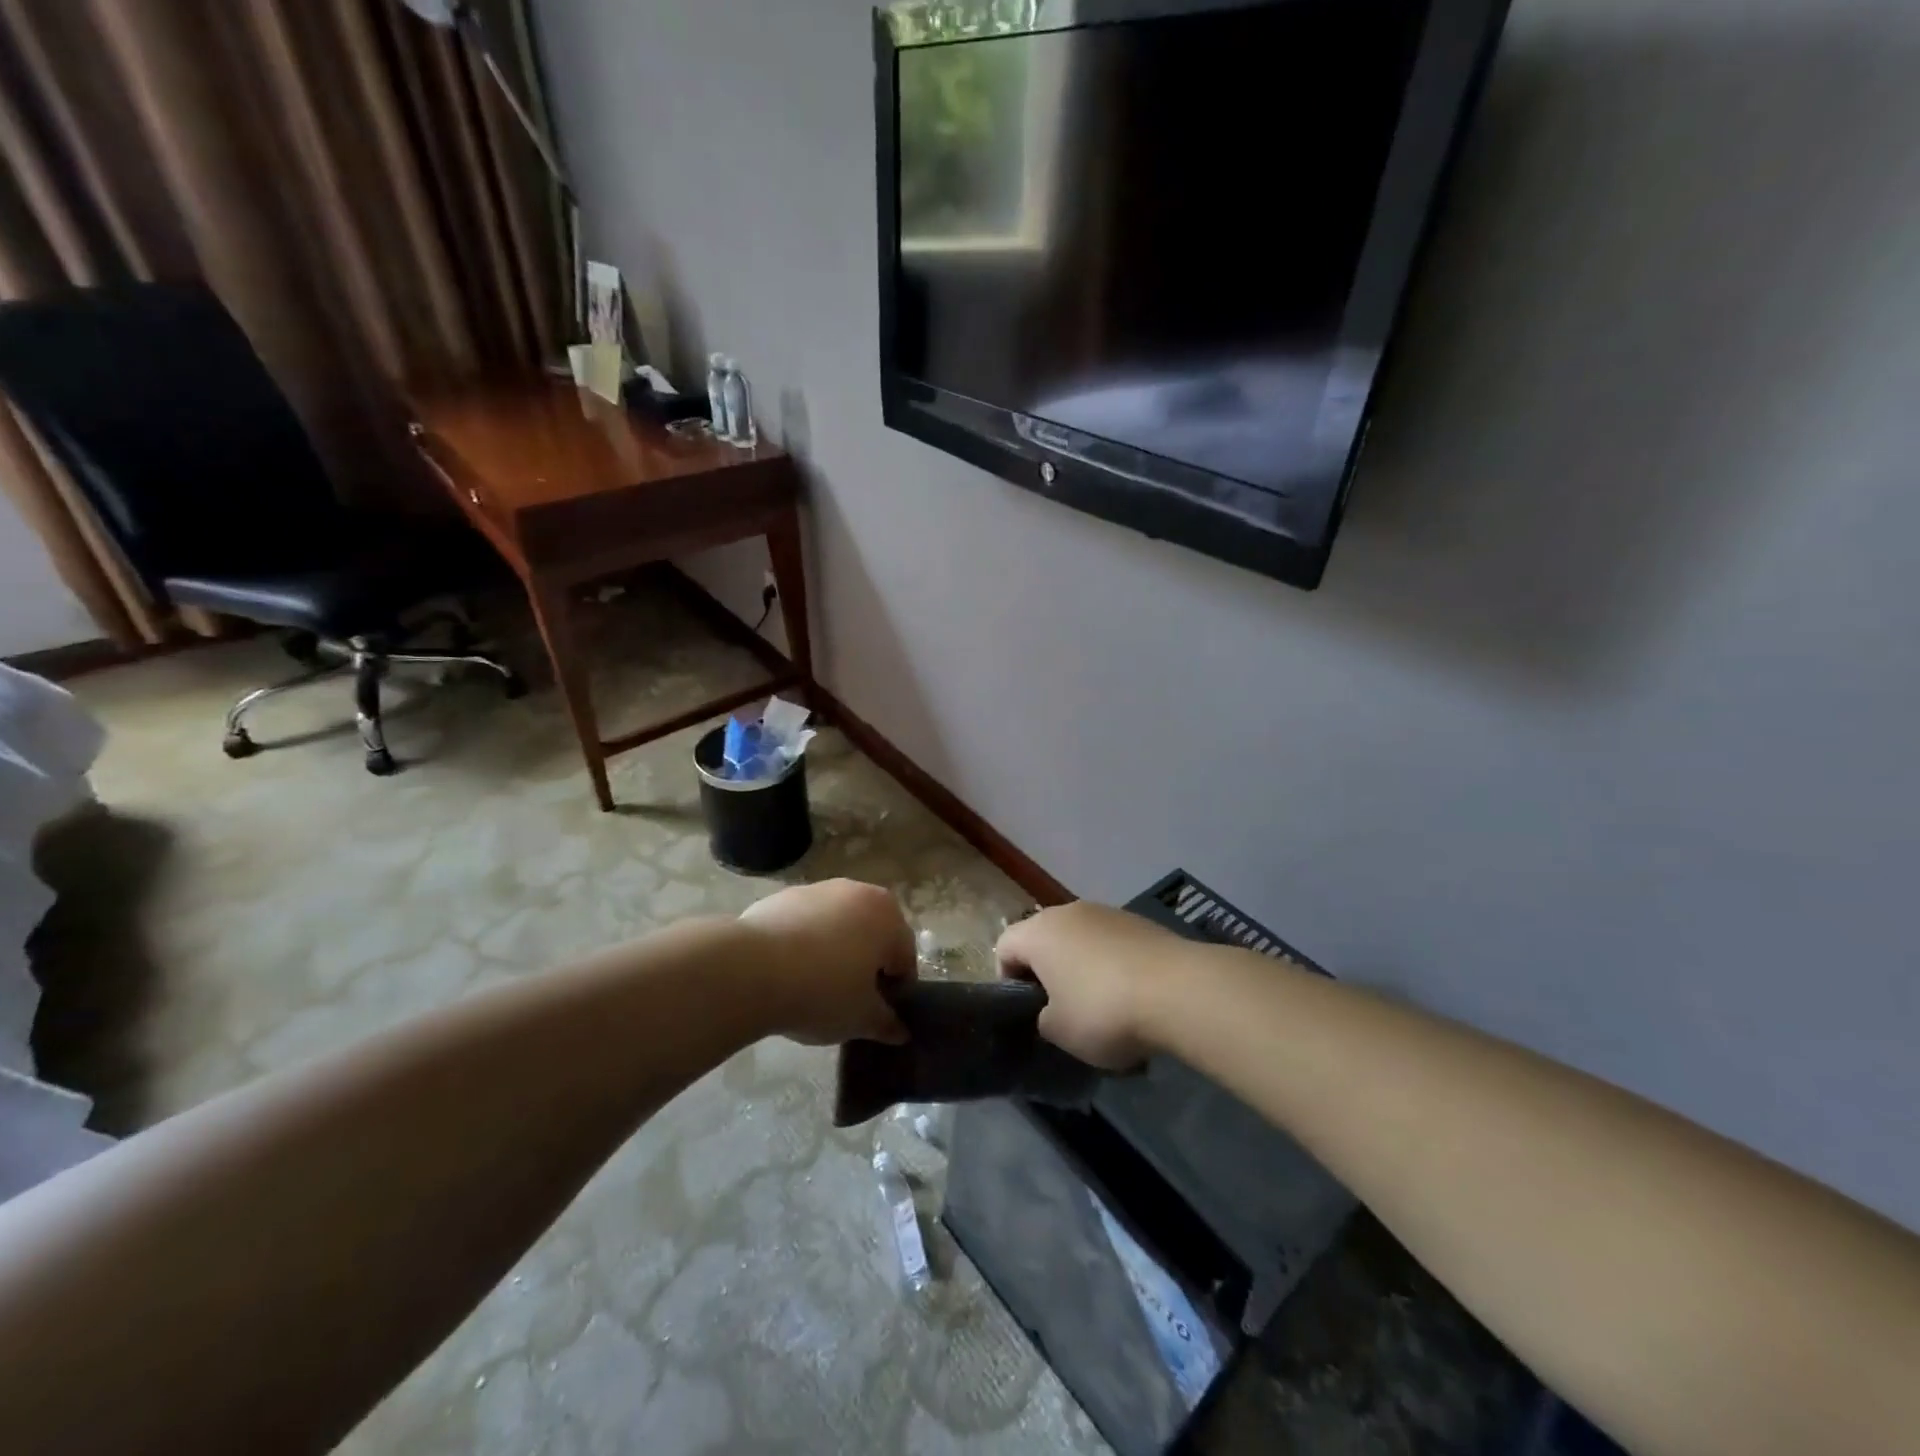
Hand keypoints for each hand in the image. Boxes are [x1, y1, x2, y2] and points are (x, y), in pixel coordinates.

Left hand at [738, 880, 916, 1045]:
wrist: (751, 968)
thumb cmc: (822, 991)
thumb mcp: (861, 1018)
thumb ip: (886, 1023)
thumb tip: (901, 1032)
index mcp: (888, 916)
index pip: (905, 958)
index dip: (896, 991)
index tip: (878, 1016)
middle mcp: (859, 892)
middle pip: (873, 935)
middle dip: (866, 965)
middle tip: (849, 1000)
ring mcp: (819, 889)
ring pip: (838, 926)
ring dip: (835, 951)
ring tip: (814, 986)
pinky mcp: (784, 896)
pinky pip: (806, 924)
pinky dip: (804, 943)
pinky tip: (787, 972)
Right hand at [995, 902, 1187, 1069]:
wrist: (1179, 990)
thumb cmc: (1103, 1010)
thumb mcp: (1059, 1031)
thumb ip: (1043, 1017)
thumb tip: (1053, 1010)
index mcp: (1038, 932)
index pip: (1004, 947)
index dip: (1007, 979)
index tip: (1026, 1010)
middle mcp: (1069, 912)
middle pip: (1044, 938)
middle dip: (1047, 972)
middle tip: (1060, 1010)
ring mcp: (1107, 912)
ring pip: (1081, 940)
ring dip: (1082, 968)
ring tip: (1103, 1007)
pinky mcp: (1140, 922)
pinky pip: (1113, 944)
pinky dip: (1114, 965)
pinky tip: (1133, 998)